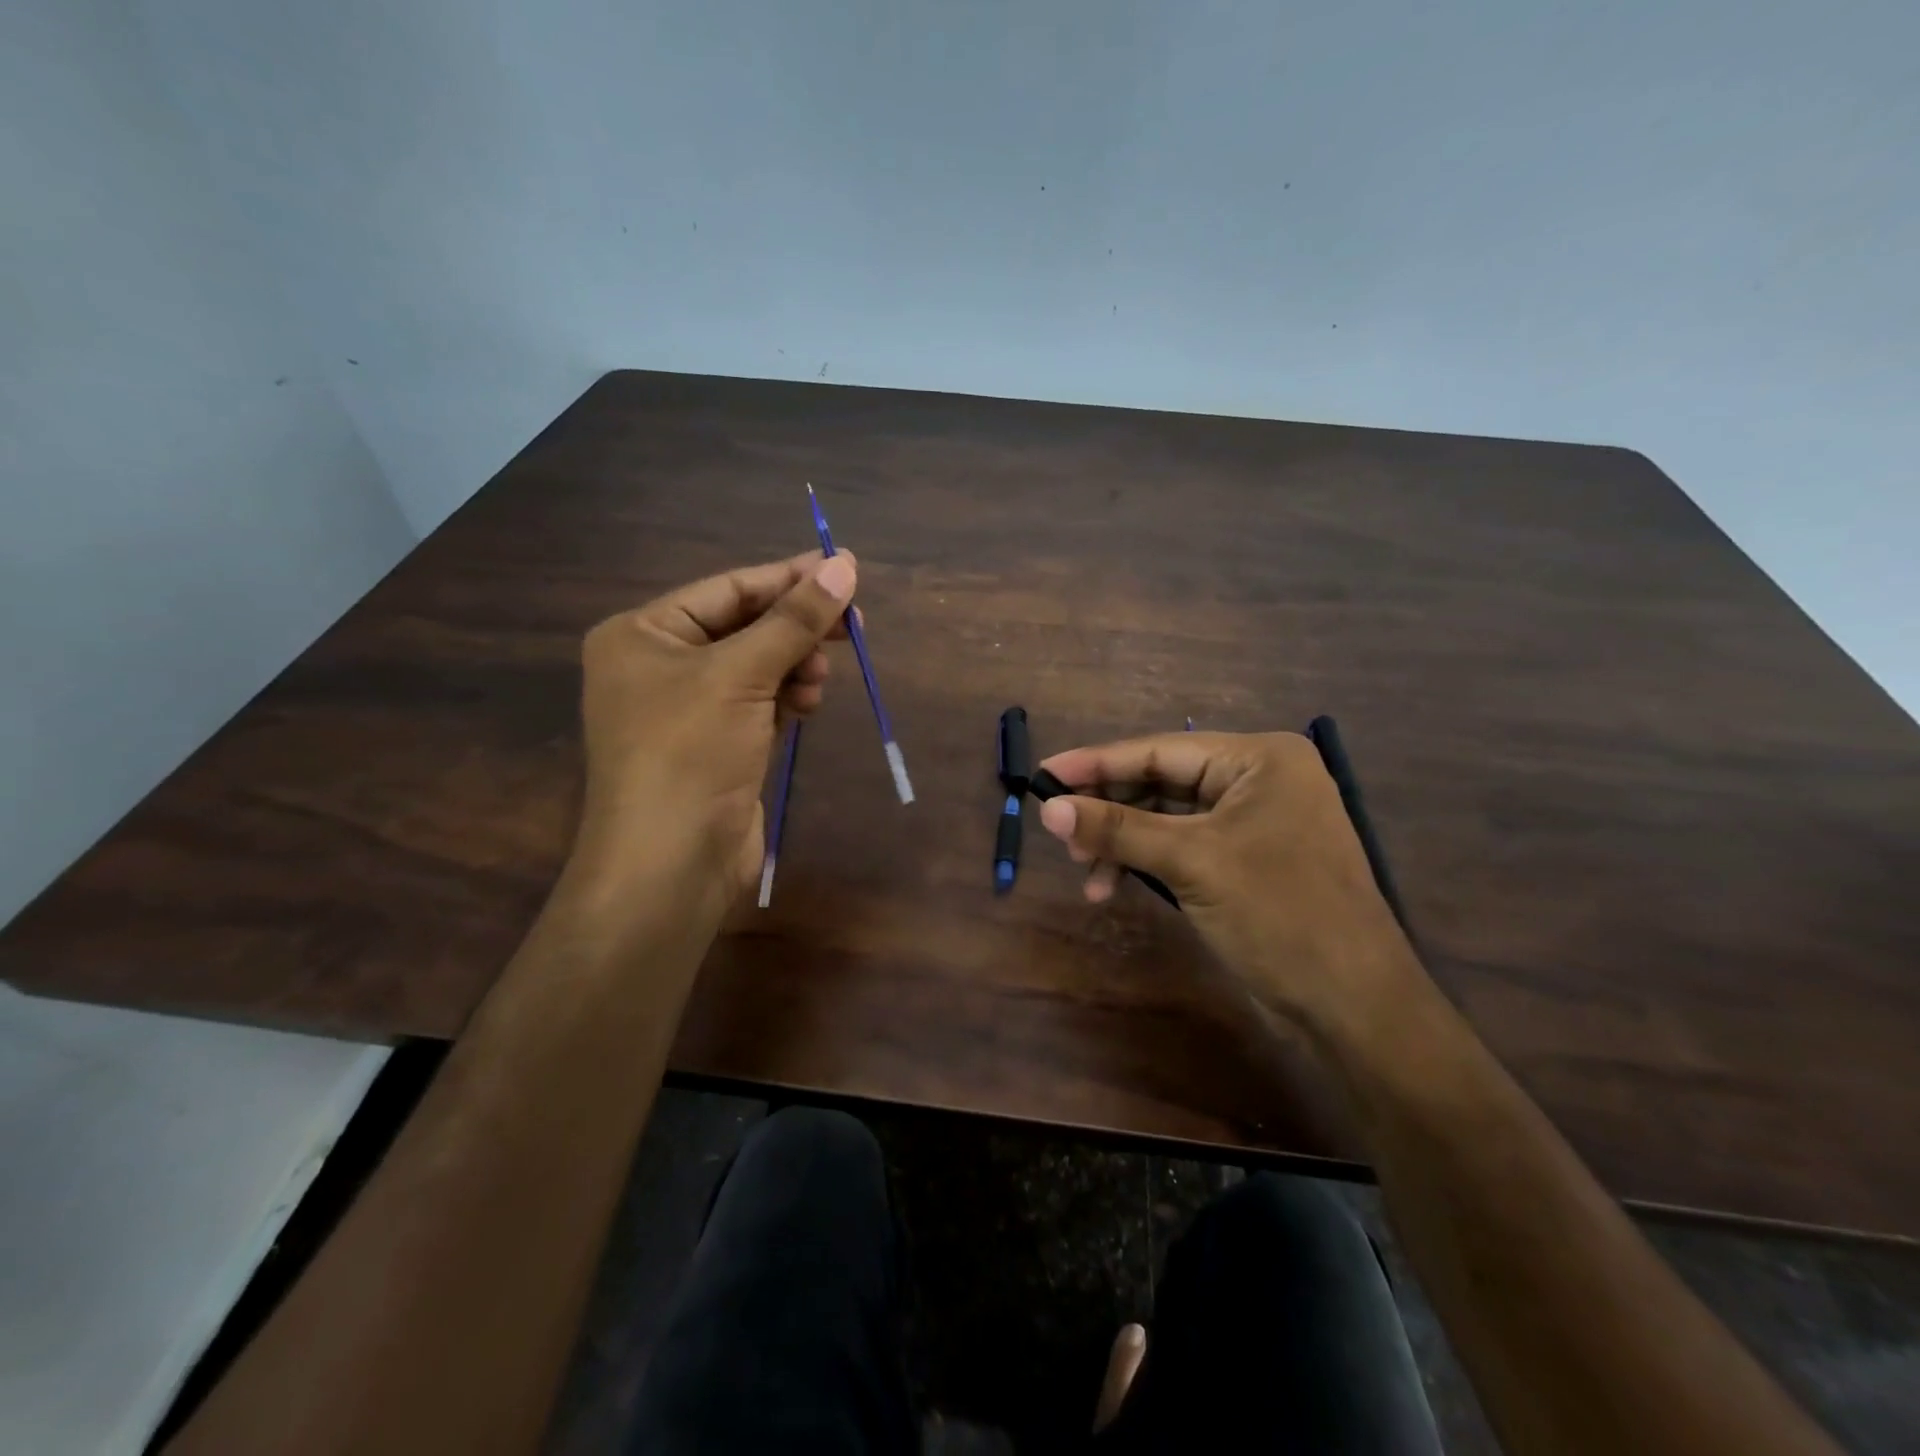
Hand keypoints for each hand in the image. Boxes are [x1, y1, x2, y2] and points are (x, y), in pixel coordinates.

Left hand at [568, 551, 856, 930]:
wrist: (670, 864)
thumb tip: (845, 565)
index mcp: (642, 633)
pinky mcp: (717, 744)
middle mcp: (660, 665)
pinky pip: (761, 702)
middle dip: (797, 629)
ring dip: (795, 667)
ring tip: (819, 680)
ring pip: (759, 666)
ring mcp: (689, 708)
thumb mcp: (742, 675)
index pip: (728, 589)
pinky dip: (787, 699)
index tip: (846, 570)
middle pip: (745, 627)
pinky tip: (807, 706)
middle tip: (854, 626)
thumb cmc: (690, 753)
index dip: (789, 579)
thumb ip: (795, 620)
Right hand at [1035, 732, 1423, 1034]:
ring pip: (1167, 817)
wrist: (1353, 1007)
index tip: (1042, 773)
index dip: (1097, 763)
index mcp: (1260, 759)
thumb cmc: (1278, 915)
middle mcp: (1259, 779)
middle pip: (1162, 781)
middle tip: (1060, 832)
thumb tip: (1046, 807)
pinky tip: (1113, 886)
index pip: (1161, 750)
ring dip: (1123, 842)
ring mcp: (1254, 821)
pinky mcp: (1247, 859)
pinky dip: (1146, 863)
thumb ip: (1117, 830)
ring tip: (1085, 873)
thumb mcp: (1191, 863)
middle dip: (1110, 809)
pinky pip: (1182, 845)